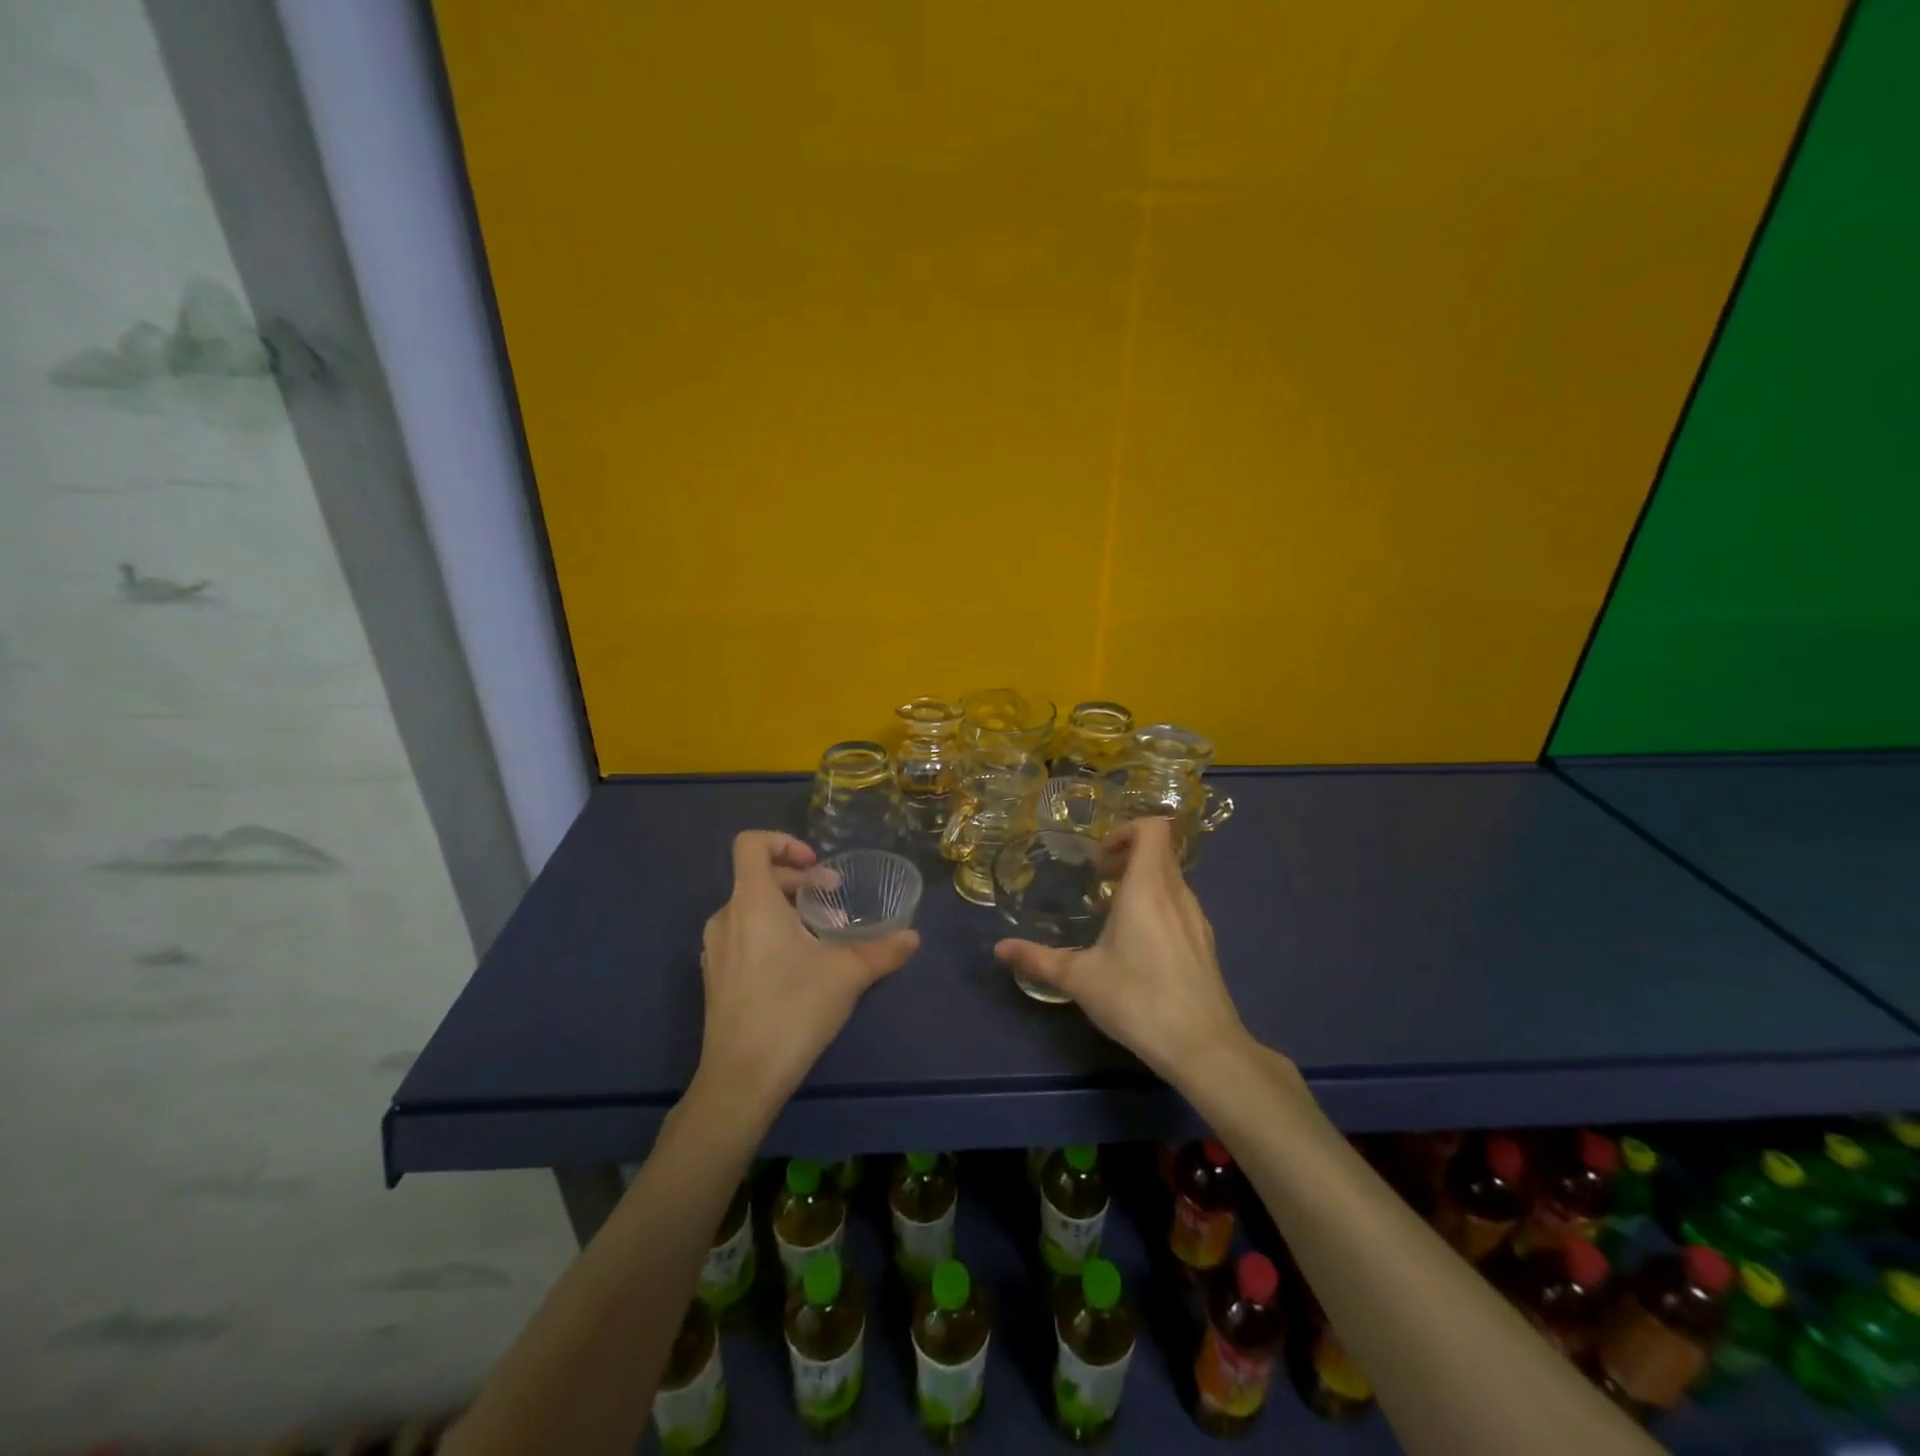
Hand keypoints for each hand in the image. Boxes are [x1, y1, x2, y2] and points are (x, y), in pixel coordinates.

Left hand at [695, 831, 918, 1111]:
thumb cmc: (792, 1011)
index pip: (751, 844)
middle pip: (758, 877)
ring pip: (751, 907)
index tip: (817, 867)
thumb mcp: (847, 975)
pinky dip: (770, 932)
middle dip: (799, 882)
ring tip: (821, 935)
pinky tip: (798, 965)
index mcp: (752, 903)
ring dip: (788, 909)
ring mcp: (715, 949)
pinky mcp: (715, 976)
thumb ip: (883, 950)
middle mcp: (725, 917)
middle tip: (834, 902)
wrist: (741, 1080)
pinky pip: (742, 934)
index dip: (784, 842)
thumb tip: (913, 937)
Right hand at [995, 817, 1247, 1085]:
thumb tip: (999, 949)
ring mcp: (1196, 919)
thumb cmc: (1138, 1000)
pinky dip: (1158, 905)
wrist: (1203, 1048)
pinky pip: (1180, 904)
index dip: (1126, 830)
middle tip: (1099, 880)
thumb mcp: (1079, 979)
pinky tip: (1139, 944)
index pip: (1153, 829)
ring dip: (1143, 881)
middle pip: (1159, 851)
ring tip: (1114, 913)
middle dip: (1128, 855)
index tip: (1100, 859)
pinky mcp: (1205, 943)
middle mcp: (1177, 895)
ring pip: (1171, 879)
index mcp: (1148, 889)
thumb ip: (1038, 958)